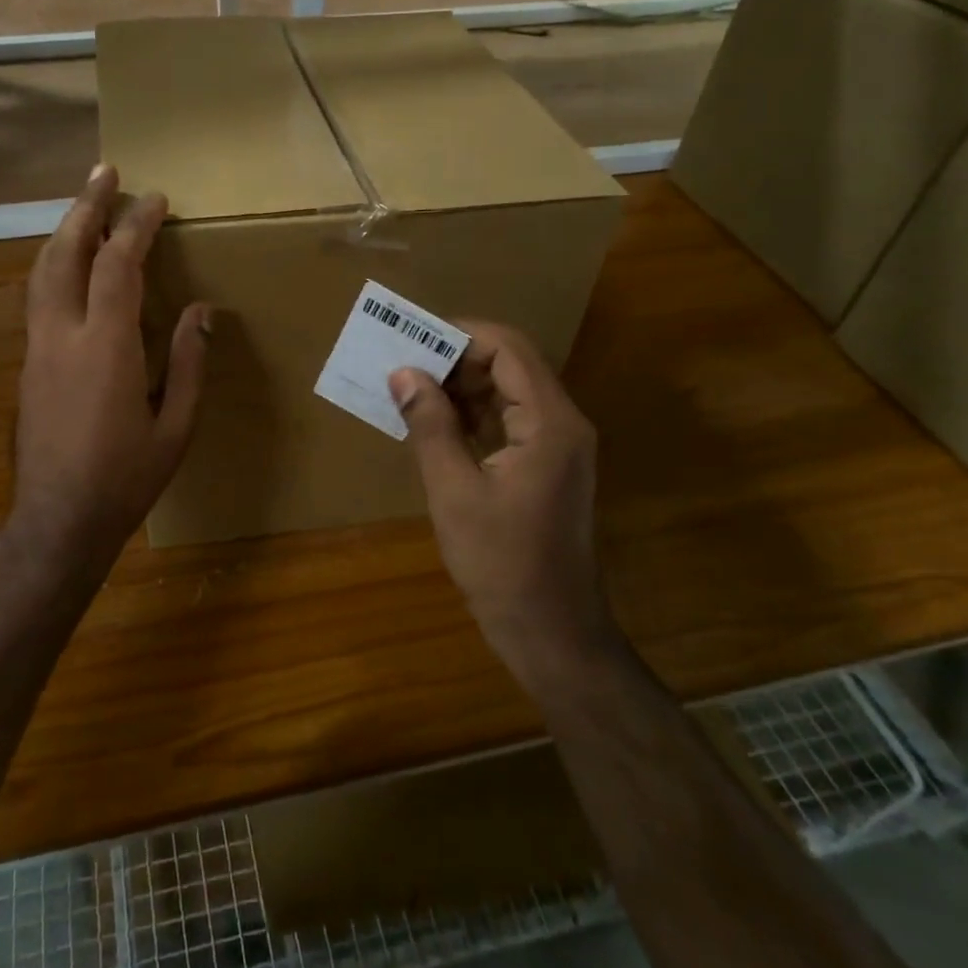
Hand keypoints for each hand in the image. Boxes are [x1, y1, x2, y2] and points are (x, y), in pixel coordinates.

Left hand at [10, 165, 208, 584]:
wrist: (57, 521)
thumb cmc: (126, 478)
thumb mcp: (176, 426)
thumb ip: (190, 362)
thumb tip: (201, 310)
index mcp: (106, 346)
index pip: (118, 265)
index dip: (135, 225)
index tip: (155, 199)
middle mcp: (63, 335)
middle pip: (65, 253)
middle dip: (86, 207)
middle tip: (104, 172)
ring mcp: (37, 348)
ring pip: (41, 271)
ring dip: (63, 231)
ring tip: (84, 205)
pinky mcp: (27, 364)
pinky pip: (38, 296)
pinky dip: (54, 264)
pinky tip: (69, 263)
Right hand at [388, 323, 617, 680]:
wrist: (552, 632)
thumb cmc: (501, 563)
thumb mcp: (455, 491)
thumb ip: (431, 425)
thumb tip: (404, 372)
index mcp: (549, 422)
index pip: (508, 348)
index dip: (460, 335)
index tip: (412, 340)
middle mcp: (563, 423)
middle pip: (511, 364)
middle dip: (456, 358)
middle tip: (404, 366)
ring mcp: (559, 446)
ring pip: (509, 391)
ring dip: (462, 386)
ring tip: (412, 391)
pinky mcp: (547, 467)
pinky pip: (511, 420)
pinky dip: (474, 413)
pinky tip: (436, 425)